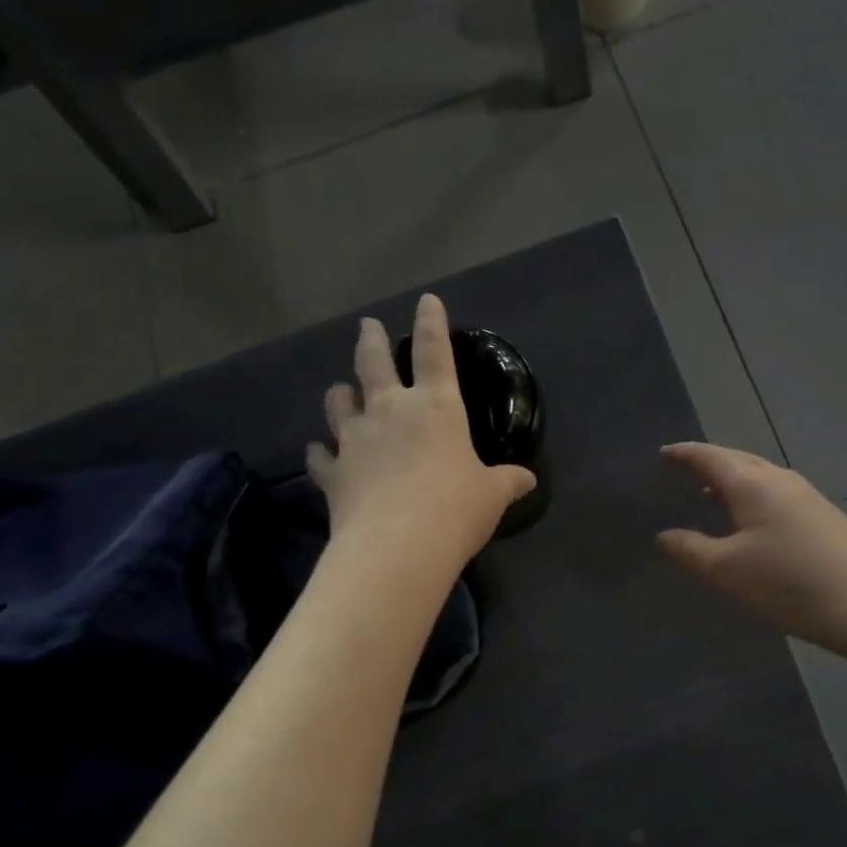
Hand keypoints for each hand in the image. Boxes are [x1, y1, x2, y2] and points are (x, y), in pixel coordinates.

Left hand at [308, 295, 535, 570]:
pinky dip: (319, 453)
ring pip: (339, 402)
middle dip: (371, 340)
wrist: (398, 546)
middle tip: (367, 327)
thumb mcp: (491, 496)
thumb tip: (528, 480)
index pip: (435, 352)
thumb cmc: (455, 510)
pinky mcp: (334, 472)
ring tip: (341, 391)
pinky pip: (320, 456)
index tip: (426, 300)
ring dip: (340, 393)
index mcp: (436, 407)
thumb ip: (506, 482)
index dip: (431, 323)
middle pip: (373, 363)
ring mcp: (356, 440)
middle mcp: (390, 411)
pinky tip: (318, 452)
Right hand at [657, 443, 846, 656]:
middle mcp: (779, 479)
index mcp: (751, 483)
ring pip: (758, 475)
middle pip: (736, 459)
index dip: (683, 454)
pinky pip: (774, 492)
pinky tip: (748, 519)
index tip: (662, 453)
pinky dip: (750, 495)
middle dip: (707, 461)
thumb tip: (663, 536)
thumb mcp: (725, 570)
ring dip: (731, 479)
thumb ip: (688, 549)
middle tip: (683, 470)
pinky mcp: (822, 515)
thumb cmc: (786, 582)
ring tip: (709, 494)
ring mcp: (805, 495)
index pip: (709, 457)